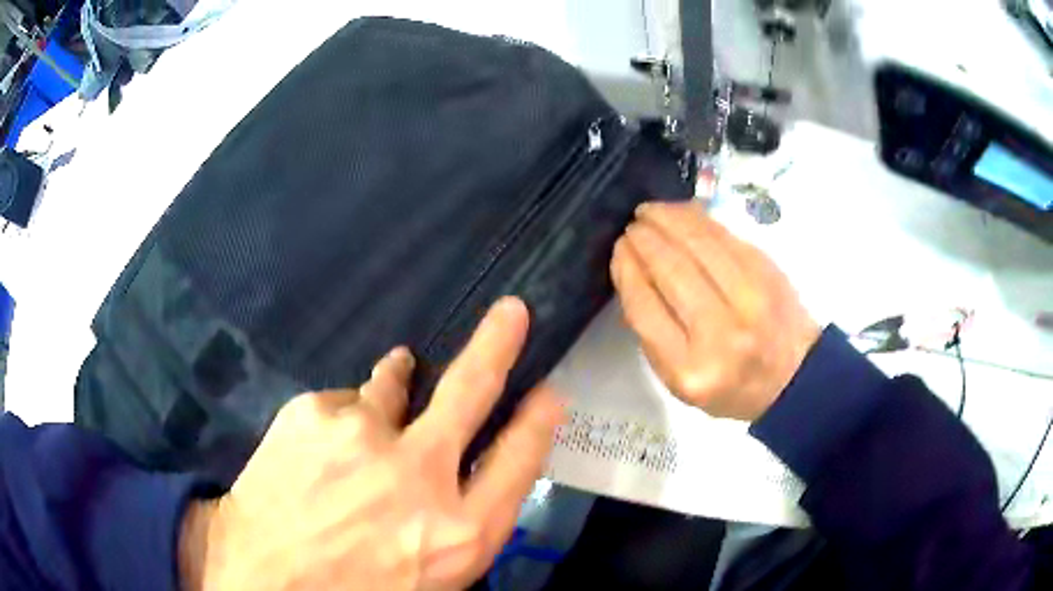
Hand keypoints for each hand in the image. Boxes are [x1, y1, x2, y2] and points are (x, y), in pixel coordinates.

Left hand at [179, 298, 564, 590]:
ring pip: (395, 385)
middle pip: (471, 393)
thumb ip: (458, 524)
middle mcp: (417, 475)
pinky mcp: (312, 414)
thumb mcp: (432, 578)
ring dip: (400, 380)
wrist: (261, 578)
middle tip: (511, 312)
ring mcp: (360, 437)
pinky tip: (321, 449)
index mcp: (459, 531)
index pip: (518, 459)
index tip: (549, 393)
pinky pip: (342, 404)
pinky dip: (341, 420)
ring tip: (396, 375)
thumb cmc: (356, 590)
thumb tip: (467, 474)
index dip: (537, 422)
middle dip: (496, 346)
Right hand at [610, 201, 819, 420]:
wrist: (793, 377)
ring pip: (698, 242)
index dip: (627, 268)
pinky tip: (681, 213)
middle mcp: (720, 332)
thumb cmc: (730, 386)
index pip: (644, 306)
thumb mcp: (679, 379)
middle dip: (643, 238)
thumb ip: (653, 330)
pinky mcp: (768, 272)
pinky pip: (724, 235)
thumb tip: (633, 268)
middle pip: (670, 268)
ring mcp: (750, 297)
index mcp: (689, 369)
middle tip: (632, 226)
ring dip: (667, 218)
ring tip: (650, 211)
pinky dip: (697, 219)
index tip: (619, 249)